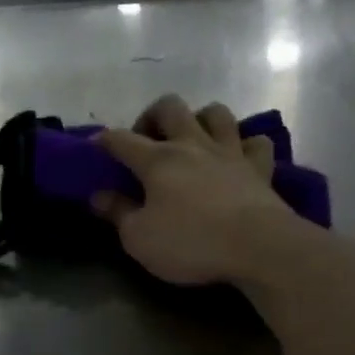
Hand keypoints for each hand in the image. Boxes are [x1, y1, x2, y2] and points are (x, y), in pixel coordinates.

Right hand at [92, 95, 301, 284]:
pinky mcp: (260, 167)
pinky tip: (238, 157)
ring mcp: (230, 152)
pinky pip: (256, 142)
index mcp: (157, 160)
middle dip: (153, 116)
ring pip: (216, 113)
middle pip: (170, 107)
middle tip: (147, 141)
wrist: (257, 247)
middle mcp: (192, 145)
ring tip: (192, 140)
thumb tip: (98, 195)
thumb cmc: (190, 244)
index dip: (103, 141)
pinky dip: (246, 145)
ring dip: (201, 119)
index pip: (121, 140)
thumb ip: (118, 213)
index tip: (94, 148)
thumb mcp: (139, 238)